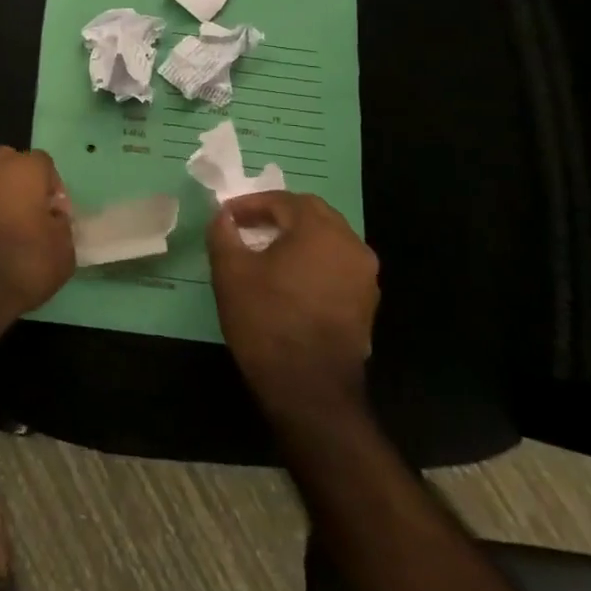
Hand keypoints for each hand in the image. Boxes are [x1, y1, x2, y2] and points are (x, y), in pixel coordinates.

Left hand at [0, 147, 75, 315]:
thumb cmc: (27, 258)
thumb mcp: (63, 247)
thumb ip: (61, 224)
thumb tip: (53, 219)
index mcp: (23, 168)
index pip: (44, 163)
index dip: (55, 188)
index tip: (58, 215)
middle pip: (11, 163)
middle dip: (23, 182)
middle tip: (35, 212)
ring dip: (4, 199)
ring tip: (17, 231)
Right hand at [207, 192, 378, 409]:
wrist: (308, 388)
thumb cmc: (266, 320)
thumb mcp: (230, 271)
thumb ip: (223, 232)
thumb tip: (223, 215)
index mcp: (320, 231)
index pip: (284, 201)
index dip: (251, 204)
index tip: (227, 216)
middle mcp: (351, 245)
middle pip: (313, 214)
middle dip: (278, 214)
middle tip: (247, 226)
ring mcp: (364, 276)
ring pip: (329, 239)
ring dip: (298, 236)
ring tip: (266, 250)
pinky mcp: (366, 303)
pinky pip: (337, 265)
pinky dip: (313, 260)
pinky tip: (289, 278)